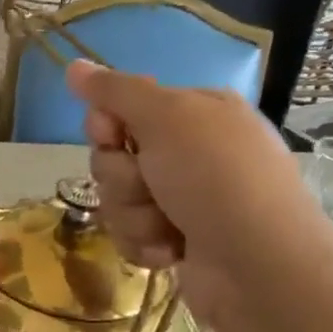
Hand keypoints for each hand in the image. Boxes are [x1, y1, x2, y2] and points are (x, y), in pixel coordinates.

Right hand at [65, 61, 332, 327]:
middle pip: (113, 158)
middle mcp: (189, 152)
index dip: (107, 127)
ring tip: (168, 227)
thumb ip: (115, 91)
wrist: (258, 267)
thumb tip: (74, 65)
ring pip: (117, 200)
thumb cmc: (217, 179)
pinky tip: (173, 250)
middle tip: (152, 187)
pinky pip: (130, 234)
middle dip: (122, 179)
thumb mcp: (167, 118)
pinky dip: (145, 243)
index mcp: (195, 112)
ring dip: (134, 215)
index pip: (121, 109)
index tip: (113, 137)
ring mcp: (184, 199)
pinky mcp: (176, 240)